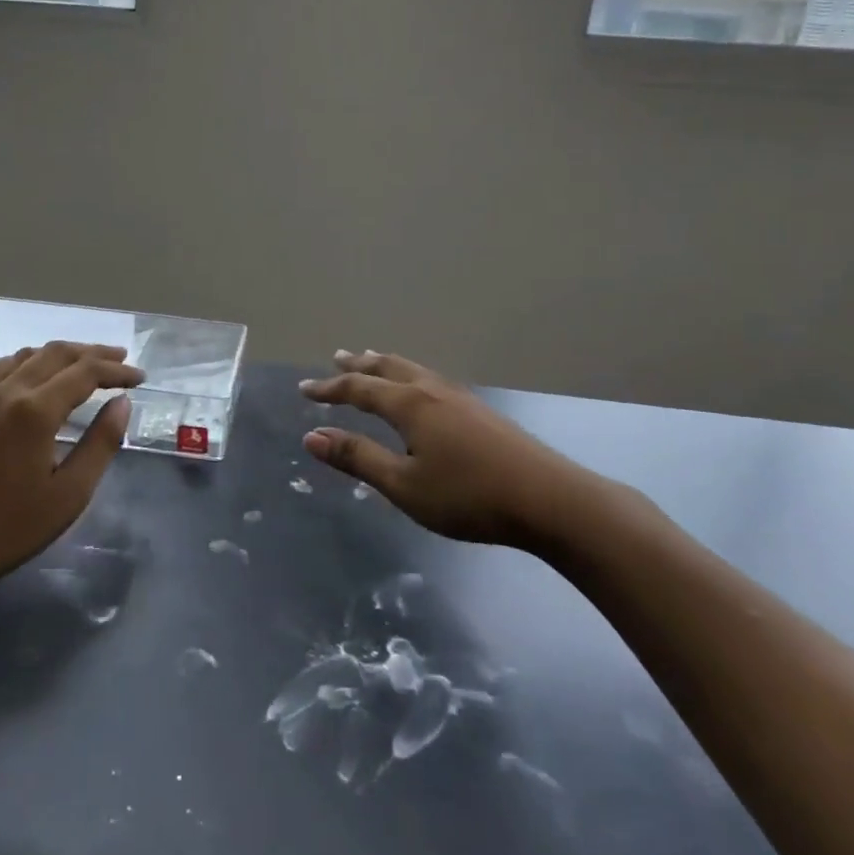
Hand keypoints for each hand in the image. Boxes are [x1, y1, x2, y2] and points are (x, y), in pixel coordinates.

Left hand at [0, 342, 143, 596]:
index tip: (140, 378)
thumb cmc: (10, 527)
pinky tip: (28, 371)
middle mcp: (7, 392)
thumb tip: (122, 403)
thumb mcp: (70, 494)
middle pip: (56, 354)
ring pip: (25, 355)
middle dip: (93, 353)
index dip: (116, 371)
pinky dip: (20, 361)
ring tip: (83, 363)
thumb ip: (101, 443)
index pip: (85, 373)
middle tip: (121, 360)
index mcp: (35, 410)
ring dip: (60, 353)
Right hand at [301, 350, 611, 549]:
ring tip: (373, 360)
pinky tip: (421, 390)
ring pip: (413, 370)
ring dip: (386, 364)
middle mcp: (432, 390)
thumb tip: (311, 436)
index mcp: (409, 404)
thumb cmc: (468, 495)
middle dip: (359, 364)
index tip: (304, 390)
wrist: (549, 499)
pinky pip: (431, 380)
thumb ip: (358, 458)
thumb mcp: (404, 485)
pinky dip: (410, 375)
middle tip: (337, 356)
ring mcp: (460, 397)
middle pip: (388, 368)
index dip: (329, 389)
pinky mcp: (481, 411)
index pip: (359, 388)